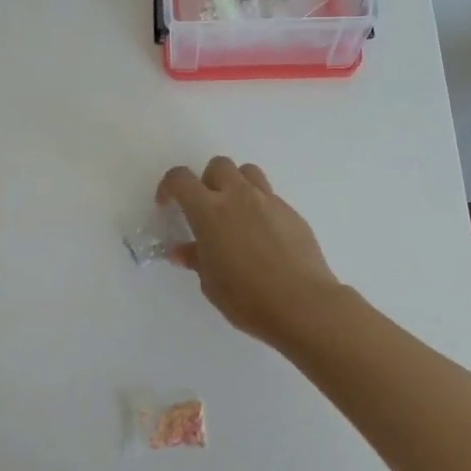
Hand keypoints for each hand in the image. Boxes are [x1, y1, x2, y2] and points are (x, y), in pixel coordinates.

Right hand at [158, 157, 340, 346]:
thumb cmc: (247, 298)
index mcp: (210, 211)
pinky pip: (269, 197)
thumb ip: (195, 258)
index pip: (181, 179)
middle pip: (218, 165)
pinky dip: (259, 207)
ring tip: (235, 215)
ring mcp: (269, 201)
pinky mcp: (291, 212)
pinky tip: (262, 237)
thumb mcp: (211, 283)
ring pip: (247, 172)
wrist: (303, 305)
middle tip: (206, 210)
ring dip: (235, 185)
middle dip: (206, 181)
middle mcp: (238, 196)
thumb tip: (182, 251)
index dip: (169, 187)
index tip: (167, 205)